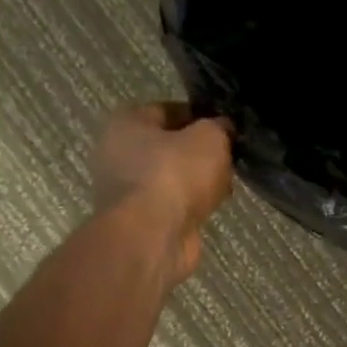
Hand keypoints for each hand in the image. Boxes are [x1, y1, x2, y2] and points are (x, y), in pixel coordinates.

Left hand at [93, 102, 233, 284]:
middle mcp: (118, 154)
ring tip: (226, 184)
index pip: (168, 110)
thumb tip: (223, 129)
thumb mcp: (209, 138)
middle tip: (228, 157)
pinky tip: (213, 207)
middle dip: (200, 152)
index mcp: (126, 123)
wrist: (152, 237)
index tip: (226, 127)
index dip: (200, 116)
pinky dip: (192, 205)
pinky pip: (173, 203)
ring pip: (172, 177)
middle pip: (169, 146)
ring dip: (198, 181)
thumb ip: (219, 127)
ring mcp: (127, 191)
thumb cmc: (174, 174)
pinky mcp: (141, 220)